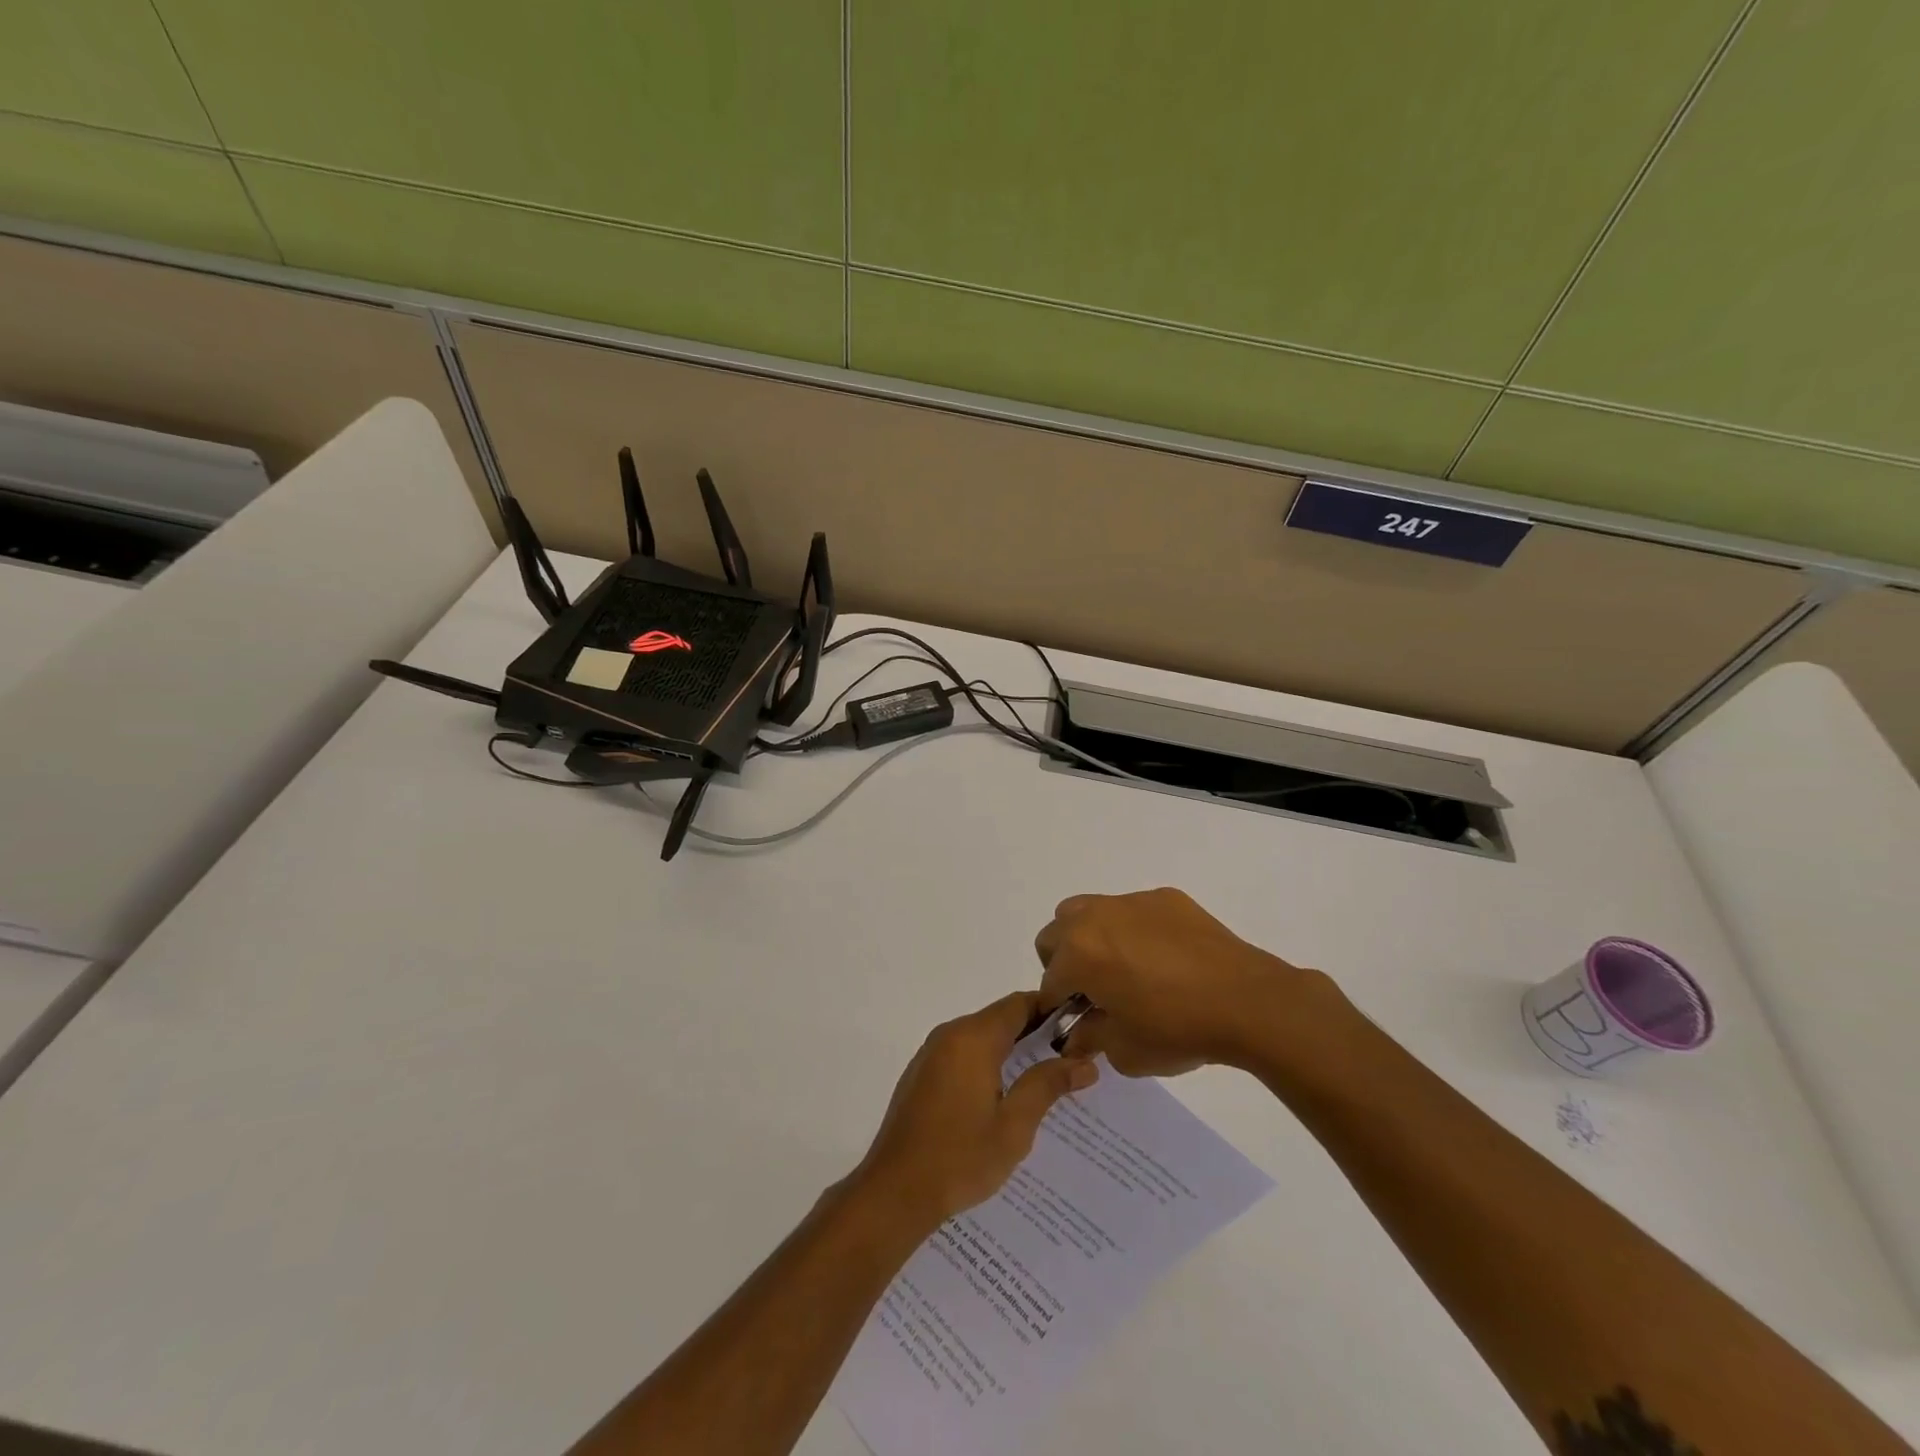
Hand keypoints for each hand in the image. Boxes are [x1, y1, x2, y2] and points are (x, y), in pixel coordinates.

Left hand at [851, 991, 1097, 1230]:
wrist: (894, 1191)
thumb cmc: (959, 1158)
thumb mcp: (1014, 1126)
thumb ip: (1047, 1085)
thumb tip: (1085, 1062)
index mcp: (973, 1038)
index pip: (1020, 1004)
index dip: (1052, 1010)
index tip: (1081, 1029)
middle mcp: (949, 1034)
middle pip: (1000, 1018)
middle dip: (1036, 1033)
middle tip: (1071, 1058)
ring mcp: (931, 1053)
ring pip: (981, 1037)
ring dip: (1011, 1050)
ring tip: (1045, 1079)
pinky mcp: (921, 1074)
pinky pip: (962, 1054)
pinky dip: (987, 1062)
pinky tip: (1004, 1097)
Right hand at [1035, 888, 1338, 1076]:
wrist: (1247, 1001)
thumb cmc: (1177, 1029)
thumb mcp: (1124, 1051)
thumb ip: (1090, 1038)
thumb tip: (1077, 1032)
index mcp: (1078, 954)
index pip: (1049, 982)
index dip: (1059, 1007)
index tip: (1078, 1023)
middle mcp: (1094, 918)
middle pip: (1055, 934)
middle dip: (1064, 963)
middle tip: (1093, 991)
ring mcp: (1130, 902)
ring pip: (1087, 911)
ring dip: (1090, 938)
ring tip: (1122, 968)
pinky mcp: (1163, 897)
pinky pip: (1131, 910)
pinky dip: (1132, 930)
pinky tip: (1163, 958)